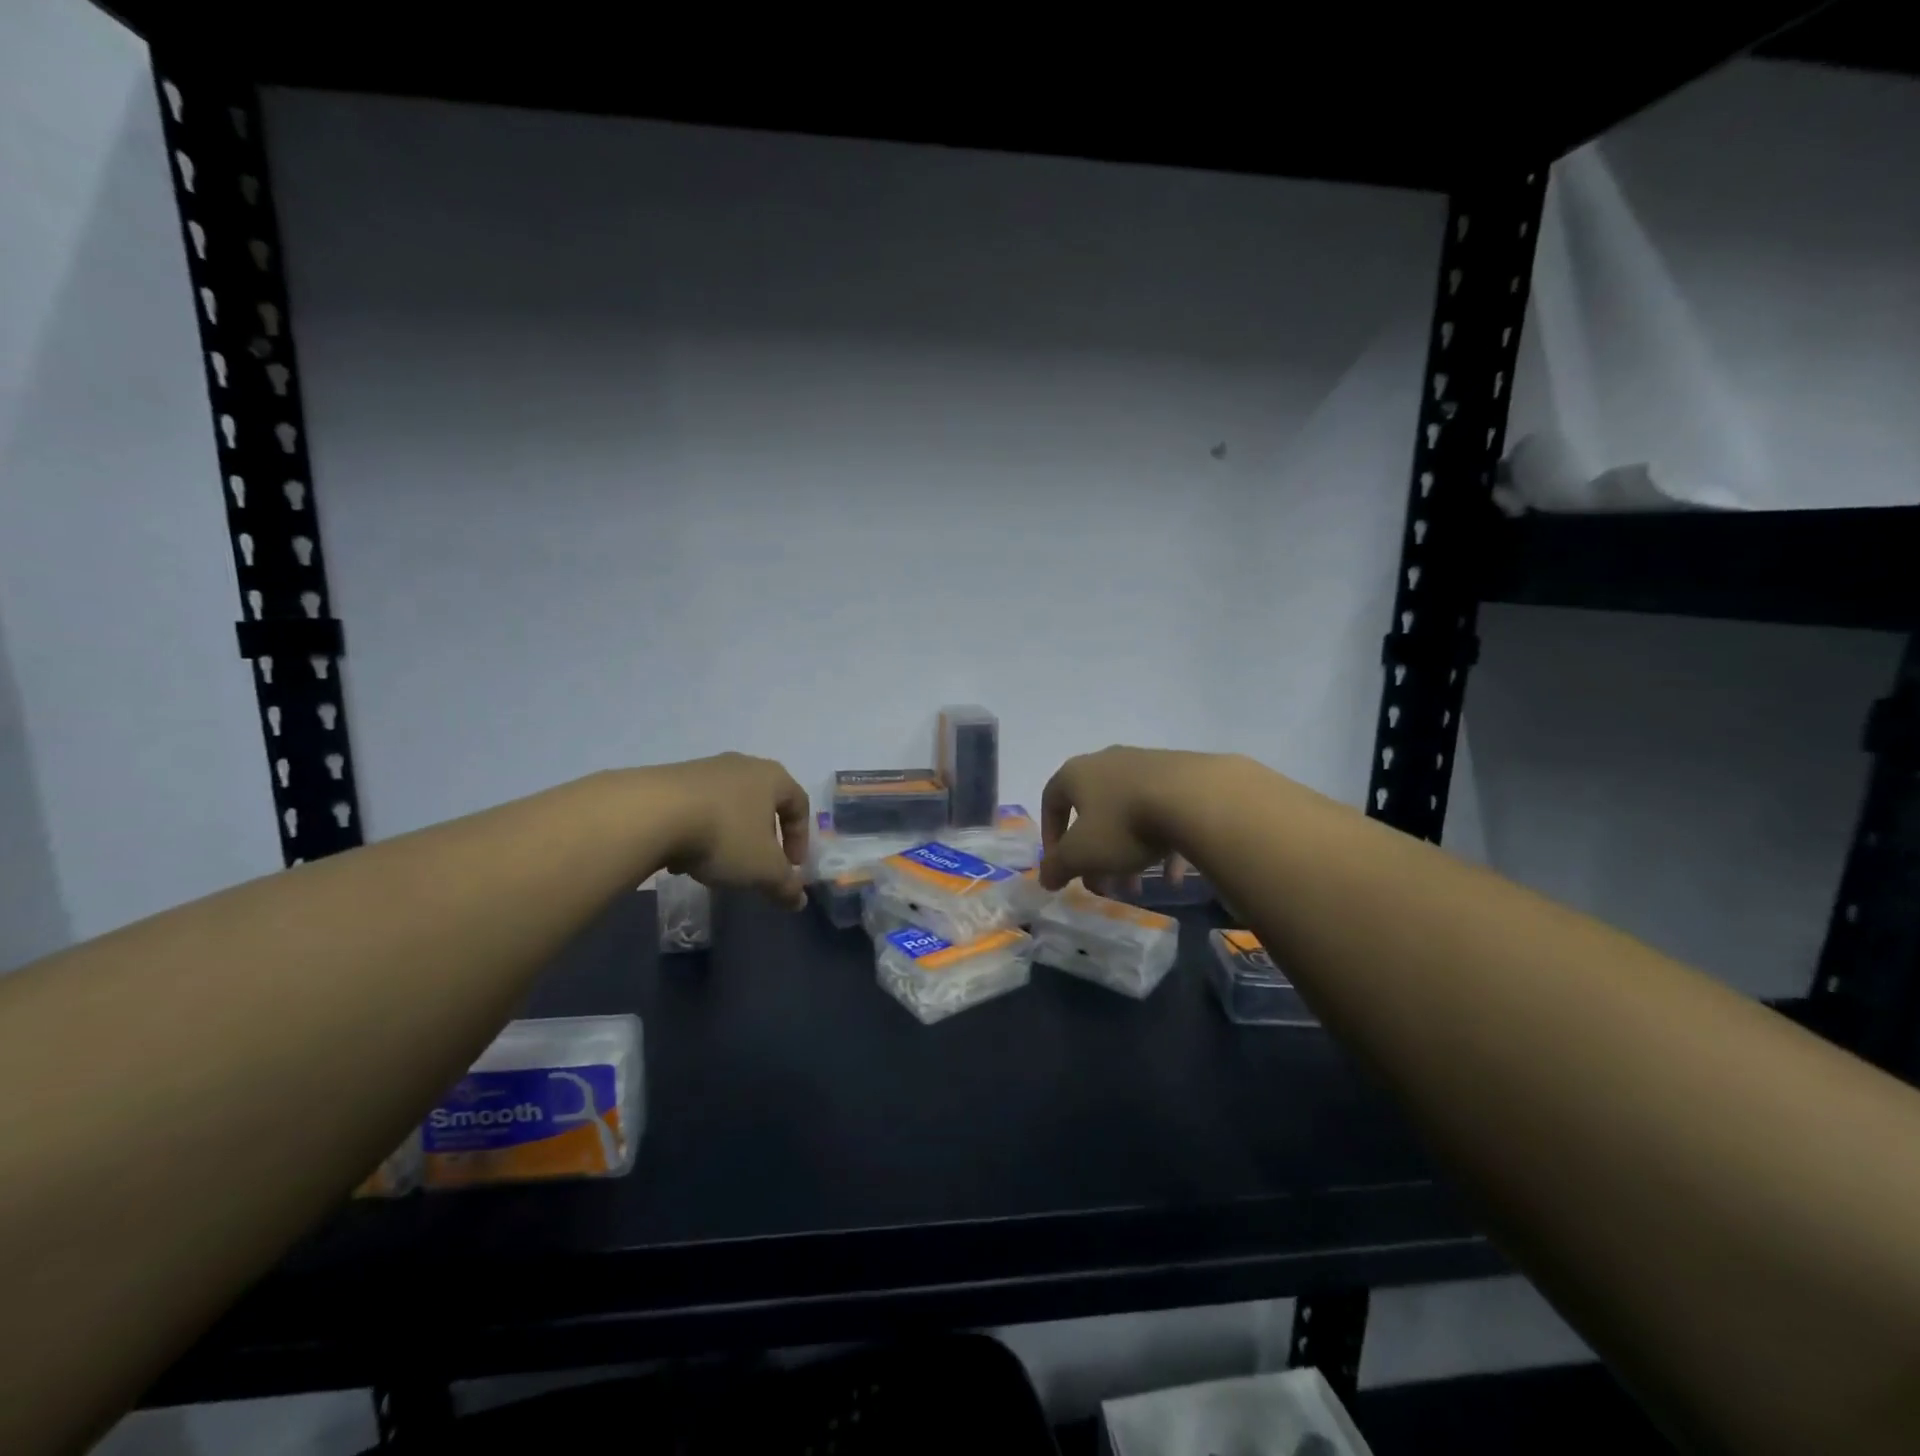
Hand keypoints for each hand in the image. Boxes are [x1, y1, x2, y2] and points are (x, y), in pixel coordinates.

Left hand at [652, 753, 809, 909]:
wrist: (651, 813)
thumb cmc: (724, 835)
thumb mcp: (763, 869)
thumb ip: (786, 885)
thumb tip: (799, 900)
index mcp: (772, 777)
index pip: (799, 803)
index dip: (800, 838)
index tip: (791, 867)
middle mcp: (741, 765)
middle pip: (762, 802)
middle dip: (763, 837)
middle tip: (757, 865)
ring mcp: (704, 768)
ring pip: (727, 806)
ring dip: (728, 836)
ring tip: (715, 866)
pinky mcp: (670, 778)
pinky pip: (696, 807)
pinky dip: (697, 831)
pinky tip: (682, 857)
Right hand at [1039, 746, 1241, 892]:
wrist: (1193, 798)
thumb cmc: (1123, 823)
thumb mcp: (1081, 854)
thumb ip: (1057, 866)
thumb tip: (1045, 877)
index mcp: (1076, 773)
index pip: (1051, 801)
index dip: (1051, 836)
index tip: (1061, 865)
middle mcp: (1108, 762)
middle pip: (1093, 813)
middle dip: (1095, 855)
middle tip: (1104, 886)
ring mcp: (1146, 765)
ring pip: (1128, 815)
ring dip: (1127, 852)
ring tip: (1138, 887)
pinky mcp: (1180, 775)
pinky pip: (1161, 812)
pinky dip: (1160, 843)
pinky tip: (1172, 875)